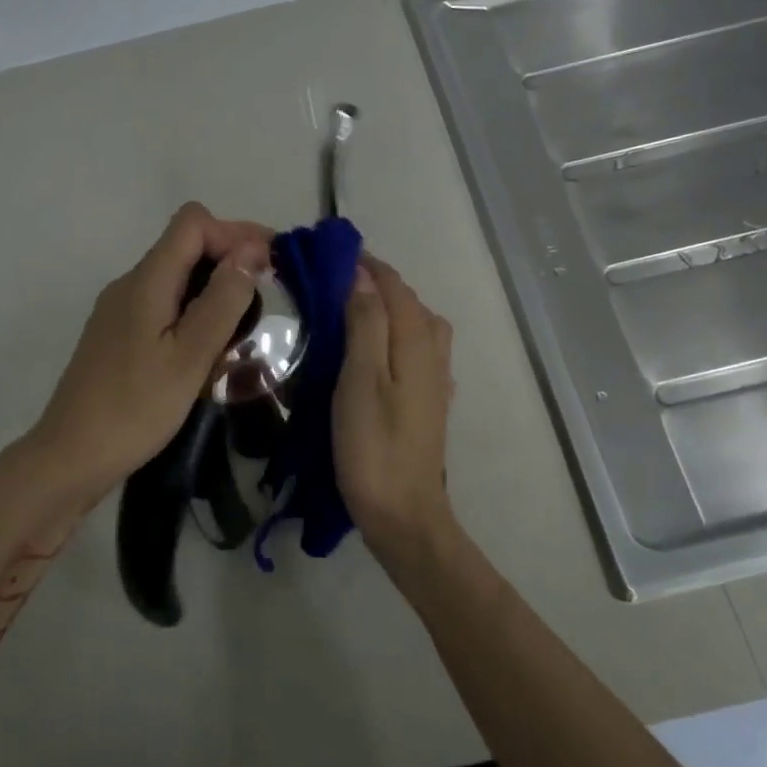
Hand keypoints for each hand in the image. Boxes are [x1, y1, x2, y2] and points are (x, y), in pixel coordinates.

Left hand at [28, 203, 270, 510]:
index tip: (270, 265)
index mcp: (146, 281)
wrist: (71, 456)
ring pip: (175, 275)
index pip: (192, 223)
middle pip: (184, 244)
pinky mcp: (118, 335)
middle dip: (231, 255)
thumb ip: (222, 301)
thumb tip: (249, 252)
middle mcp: (129, 284)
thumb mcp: (190, 357)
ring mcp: (119, 310)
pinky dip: (194, 308)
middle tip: (270, 291)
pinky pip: (164, 302)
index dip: (235, 233)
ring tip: (248, 319)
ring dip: (215, 284)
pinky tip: (210, 343)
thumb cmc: (135, 408)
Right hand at [334, 255, 456, 555]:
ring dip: (389, 308)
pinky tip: (375, 351)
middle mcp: (433, 354)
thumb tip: (363, 277)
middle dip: (377, 283)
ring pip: (417, 326)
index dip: (367, 266)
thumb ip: (366, 325)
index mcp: (417, 343)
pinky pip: (416, 350)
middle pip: (410, 303)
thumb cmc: (373, 446)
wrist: (403, 513)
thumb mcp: (361, 380)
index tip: (331, 253)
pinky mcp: (429, 402)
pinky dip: (395, 335)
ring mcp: (435, 380)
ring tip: (351, 310)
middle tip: (333, 280)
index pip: (395, 287)